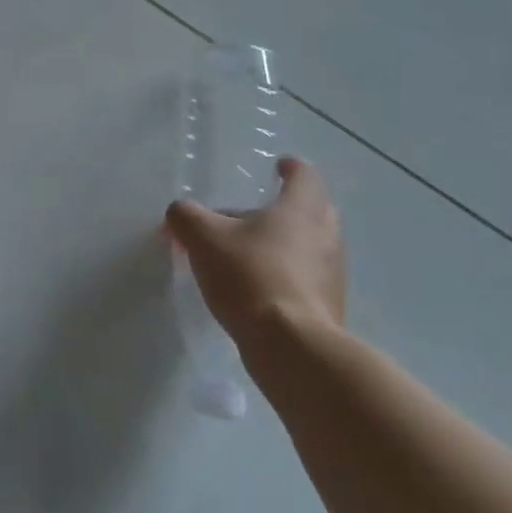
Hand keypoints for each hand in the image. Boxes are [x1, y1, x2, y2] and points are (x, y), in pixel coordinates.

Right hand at [164, 157, 346, 371]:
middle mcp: (325, 236)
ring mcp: (332, 275)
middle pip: (313, 210)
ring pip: (309, 246)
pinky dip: (285, 275)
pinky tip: (255, 288)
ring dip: (283, 244)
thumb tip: (179, 214)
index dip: (291, 168)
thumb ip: (186, 216)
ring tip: (246, 253)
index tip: (279, 166)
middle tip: (256, 211)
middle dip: (287, 207)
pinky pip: (306, 279)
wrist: (290, 346)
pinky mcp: (328, 307)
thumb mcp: (202, 237)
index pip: (305, 175)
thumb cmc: (250, 275)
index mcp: (300, 209)